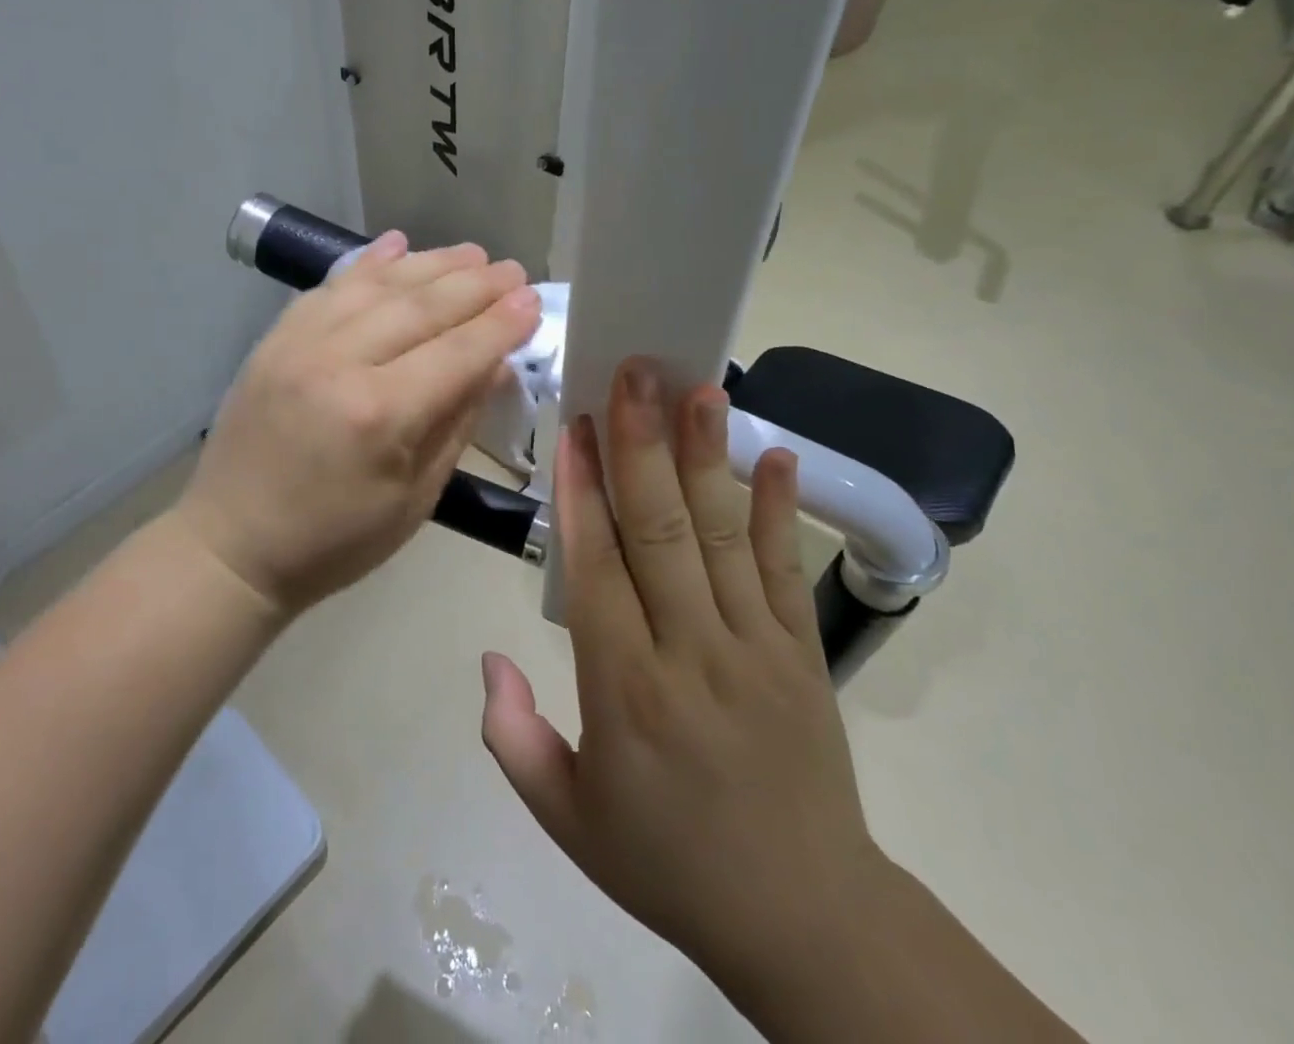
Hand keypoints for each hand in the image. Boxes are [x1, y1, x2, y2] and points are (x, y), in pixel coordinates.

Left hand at [178, 231, 541, 616]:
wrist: (231, 545)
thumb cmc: (334, 541)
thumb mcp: (415, 499)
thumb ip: (457, 424)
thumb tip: (494, 365)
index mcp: (380, 415)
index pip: (458, 352)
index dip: (501, 324)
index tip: (534, 300)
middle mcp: (339, 363)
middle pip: (421, 307)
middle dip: (475, 285)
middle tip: (513, 269)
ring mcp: (299, 344)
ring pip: (377, 286)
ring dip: (429, 264)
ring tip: (471, 253)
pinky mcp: (274, 339)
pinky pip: (329, 288)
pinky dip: (367, 264)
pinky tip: (397, 245)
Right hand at [480, 359, 883, 999]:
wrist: (804, 920)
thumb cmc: (668, 862)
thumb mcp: (565, 818)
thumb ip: (511, 735)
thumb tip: (489, 653)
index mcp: (626, 692)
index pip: (597, 570)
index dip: (582, 492)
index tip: (573, 427)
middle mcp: (692, 654)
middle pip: (660, 532)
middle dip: (641, 445)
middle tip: (633, 374)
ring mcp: (757, 648)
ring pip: (723, 536)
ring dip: (707, 456)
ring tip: (698, 388)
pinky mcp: (804, 654)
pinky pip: (785, 570)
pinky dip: (779, 509)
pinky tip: (777, 453)